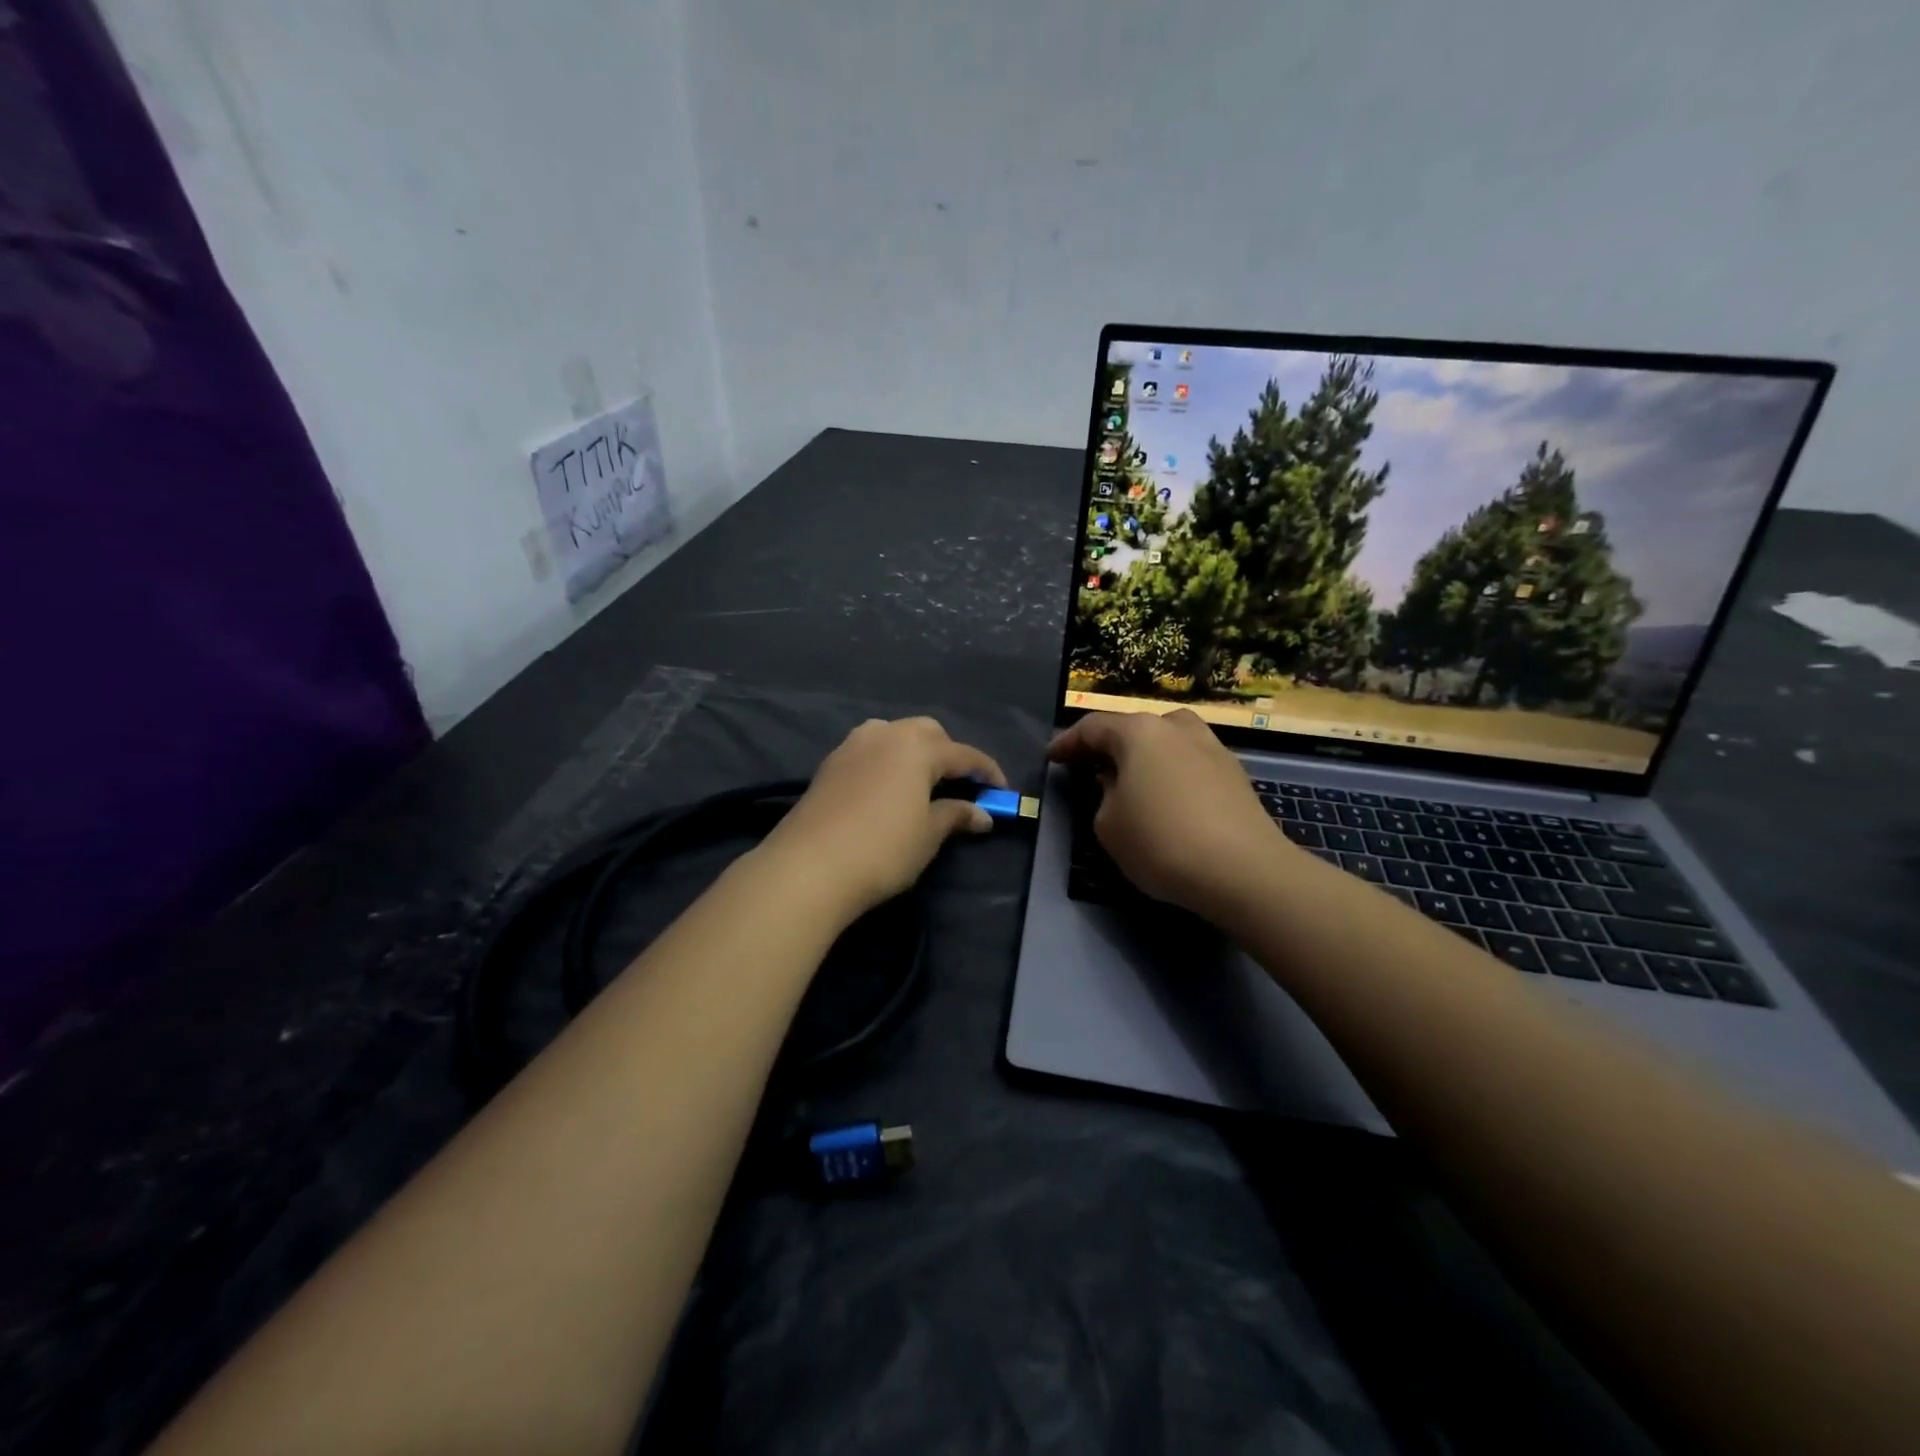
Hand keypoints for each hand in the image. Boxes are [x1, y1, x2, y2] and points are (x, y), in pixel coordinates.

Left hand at [759, 717, 1006, 918]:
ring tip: (921, 783)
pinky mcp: (829, 764)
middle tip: (960, 786)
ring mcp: (852, 746)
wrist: (809, 866)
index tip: (1002, 792)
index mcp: (917, 746)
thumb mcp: (928, 834)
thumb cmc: (883, 848)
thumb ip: (956, 816)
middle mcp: (885, 734)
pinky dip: (887, 762)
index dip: (987, 772)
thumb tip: (982, 814)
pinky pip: (869, 751)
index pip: (964, 754)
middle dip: (948, 754)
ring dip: (914, 752)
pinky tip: (887, 789)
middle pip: (927, 733)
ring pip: (894, 735)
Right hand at [1047, 709, 1286, 917]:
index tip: (1051, 757)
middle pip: (1134, 728)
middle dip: (1109, 746)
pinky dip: (1170, 772)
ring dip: (1144, 756)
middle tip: (1089, 766)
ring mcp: (1211, 747)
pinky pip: (1189, 763)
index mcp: (1139, 732)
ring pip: (1166, 742)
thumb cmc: (1161, 842)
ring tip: (1131, 778)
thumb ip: (1103, 796)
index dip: (1068, 743)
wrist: (1243, 871)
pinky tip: (1166, 797)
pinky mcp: (1234, 774)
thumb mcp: (1108, 825)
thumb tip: (1116, 783)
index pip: (1093, 728)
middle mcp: (1176, 728)